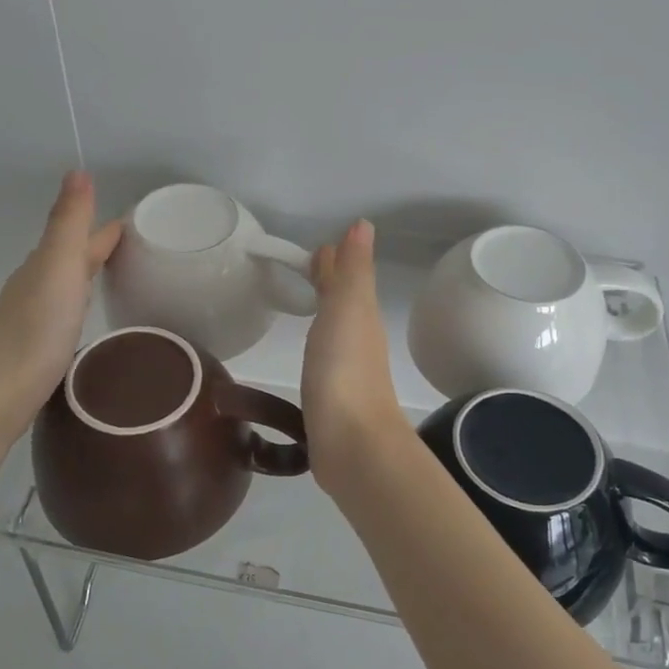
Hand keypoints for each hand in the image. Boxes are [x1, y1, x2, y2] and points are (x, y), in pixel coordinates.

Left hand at [0, 172, 121, 450]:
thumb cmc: (33, 333)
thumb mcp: (57, 270)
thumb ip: (68, 223)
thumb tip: (77, 170)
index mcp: (44, 266)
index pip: (81, 238)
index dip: (107, 228)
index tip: (138, 222)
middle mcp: (34, 288)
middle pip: (70, 260)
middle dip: (98, 249)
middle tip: (136, 248)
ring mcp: (30, 320)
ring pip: (65, 288)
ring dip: (87, 277)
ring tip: (117, 279)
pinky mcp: (33, 352)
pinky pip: (63, 315)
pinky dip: (79, 307)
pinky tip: (85, 321)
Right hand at [301, 219, 410, 492]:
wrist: (353, 443)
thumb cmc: (345, 370)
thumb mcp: (348, 308)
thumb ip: (352, 270)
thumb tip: (363, 224)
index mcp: (360, 316)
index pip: (346, 278)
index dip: (335, 261)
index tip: (318, 246)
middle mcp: (357, 339)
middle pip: (342, 302)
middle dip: (329, 282)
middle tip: (307, 266)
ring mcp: (346, 371)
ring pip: (335, 328)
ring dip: (324, 310)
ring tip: (306, 301)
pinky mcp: (332, 398)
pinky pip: (324, 357)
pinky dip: (317, 343)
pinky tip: (309, 350)